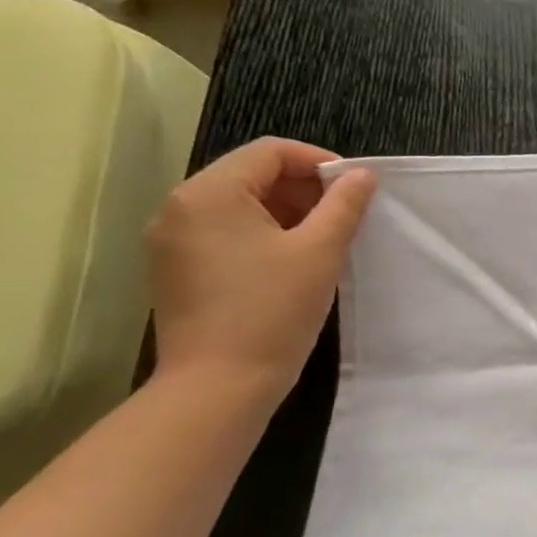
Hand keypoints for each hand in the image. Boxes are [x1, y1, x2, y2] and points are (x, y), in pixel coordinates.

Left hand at [147, 139, 377, 404]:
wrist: (218, 385)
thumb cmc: (273, 310)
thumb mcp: (320, 251)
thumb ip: (344, 205)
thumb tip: (363, 176)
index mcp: (209, 194)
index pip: (270, 152)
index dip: (320, 162)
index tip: (356, 189)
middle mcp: (180, 208)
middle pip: (251, 174)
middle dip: (304, 188)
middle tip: (346, 215)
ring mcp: (173, 240)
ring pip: (240, 204)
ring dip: (287, 211)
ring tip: (326, 239)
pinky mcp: (178, 268)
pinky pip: (226, 231)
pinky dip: (264, 233)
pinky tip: (294, 261)